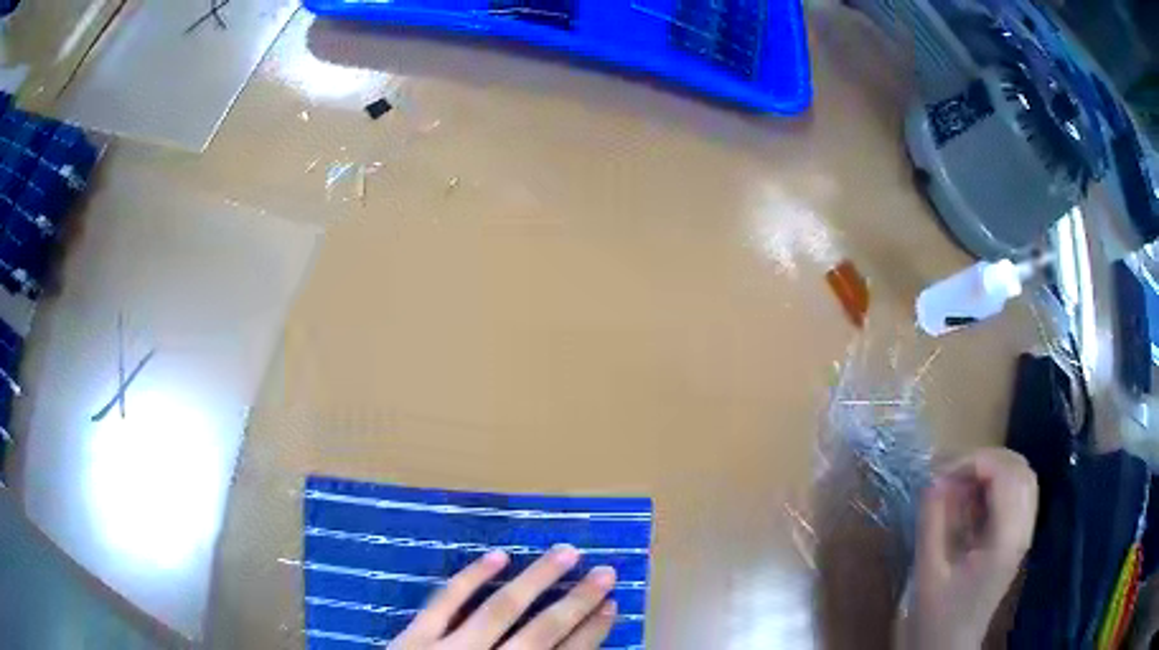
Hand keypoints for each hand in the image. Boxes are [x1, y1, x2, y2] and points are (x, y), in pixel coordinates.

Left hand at [389, 544, 618, 649]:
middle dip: (576, 602)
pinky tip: (496, 556)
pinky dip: (470, 578)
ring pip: (500, 609)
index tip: (612, 606)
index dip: (591, 632)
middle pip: (541, 631)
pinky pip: (444, 602)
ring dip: (536, 580)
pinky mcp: (414, 636)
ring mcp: (449, 649)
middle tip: (606, 572)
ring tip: (566, 552)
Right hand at [907, 448, 1037, 649]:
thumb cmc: (937, 617)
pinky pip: (1018, 494)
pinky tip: (974, 501)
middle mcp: (1022, 531)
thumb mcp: (928, 572)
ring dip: (994, 470)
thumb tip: (933, 479)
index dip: (975, 461)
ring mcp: (1023, 534)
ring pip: (1023, 477)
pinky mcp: (1017, 538)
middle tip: (952, 473)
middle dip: (986, 460)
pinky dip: (997, 485)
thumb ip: (933, 522)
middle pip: (1021, 468)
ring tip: (962, 484)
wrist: (950, 648)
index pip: (1006, 475)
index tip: (941, 472)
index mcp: (1005, 541)